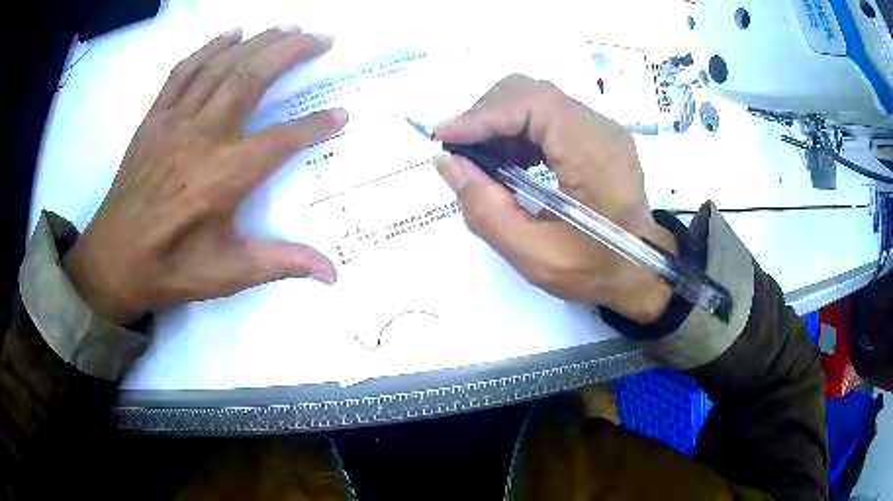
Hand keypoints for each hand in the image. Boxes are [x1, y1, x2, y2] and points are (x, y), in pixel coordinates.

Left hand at [63, 27, 346, 324]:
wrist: (113, 261)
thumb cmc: (171, 268)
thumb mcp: (228, 274)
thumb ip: (281, 264)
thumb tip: (333, 274)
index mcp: (223, 177)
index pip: (282, 139)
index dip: (315, 125)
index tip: (341, 113)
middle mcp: (201, 138)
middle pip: (252, 79)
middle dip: (292, 52)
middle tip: (322, 37)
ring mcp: (174, 122)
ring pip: (222, 67)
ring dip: (259, 42)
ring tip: (288, 28)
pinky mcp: (153, 118)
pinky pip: (183, 72)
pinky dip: (209, 47)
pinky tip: (232, 33)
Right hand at [434, 75, 674, 323]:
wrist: (643, 270)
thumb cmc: (596, 269)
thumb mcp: (535, 255)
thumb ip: (485, 209)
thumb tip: (446, 162)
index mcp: (593, 153)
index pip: (532, 103)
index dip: (482, 115)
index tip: (444, 138)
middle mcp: (599, 127)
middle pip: (530, 92)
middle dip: (486, 116)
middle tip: (462, 154)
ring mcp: (599, 127)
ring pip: (534, 99)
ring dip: (499, 123)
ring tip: (483, 163)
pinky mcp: (594, 133)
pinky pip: (546, 115)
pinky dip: (517, 131)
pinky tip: (509, 163)